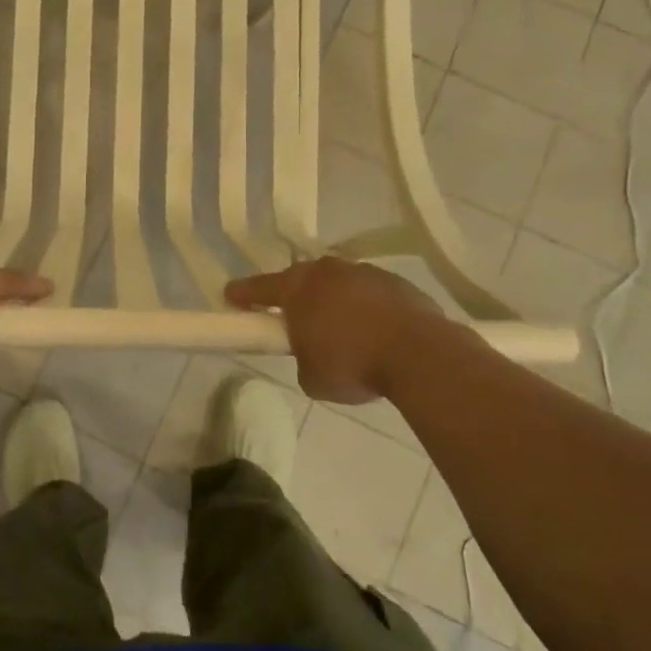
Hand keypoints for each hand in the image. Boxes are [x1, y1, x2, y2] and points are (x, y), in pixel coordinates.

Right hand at [226, 258, 449, 403]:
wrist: (420, 355)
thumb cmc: (353, 365)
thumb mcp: (312, 378)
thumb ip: (303, 359)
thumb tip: (314, 354)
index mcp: (297, 289)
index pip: (259, 288)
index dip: (242, 294)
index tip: (230, 296)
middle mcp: (327, 272)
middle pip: (301, 279)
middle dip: (295, 295)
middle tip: (294, 318)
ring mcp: (364, 272)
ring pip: (338, 283)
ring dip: (334, 300)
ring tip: (342, 330)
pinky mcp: (397, 282)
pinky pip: (370, 293)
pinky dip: (366, 308)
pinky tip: (375, 332)